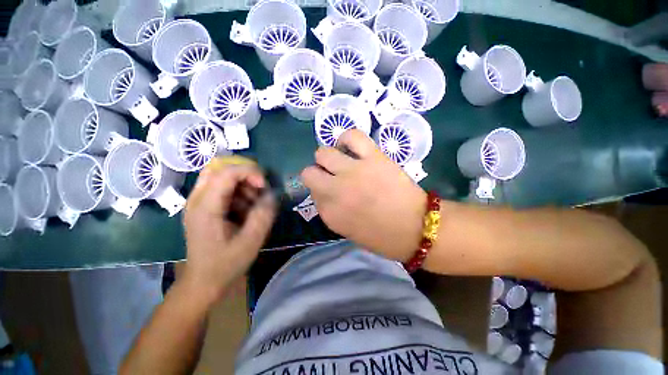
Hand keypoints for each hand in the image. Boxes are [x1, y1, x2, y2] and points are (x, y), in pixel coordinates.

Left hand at [182, 158, 275, 305]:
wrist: (203, 282)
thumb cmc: (225, 264)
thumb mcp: (250, 241)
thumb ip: (263, 215)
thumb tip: (272, 194)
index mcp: (205, 207)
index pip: (226, 172)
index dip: (249, 172)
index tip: (264, 186)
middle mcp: (197, 199)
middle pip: (220, 168)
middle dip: (245, 175)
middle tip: (259, 191)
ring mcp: (198, 202)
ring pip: (222, 176)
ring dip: (242, 184)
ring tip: (253, 204)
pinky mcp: (204, 207)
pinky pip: (222, 188)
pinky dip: (238, 192)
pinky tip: (245, 209)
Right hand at [301, 130, 426, 260]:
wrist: (418, 228)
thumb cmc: (383, 236)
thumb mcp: (347, 231)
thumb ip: (331, 211)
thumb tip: (325, 192)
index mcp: (330, 214)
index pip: (312, 194)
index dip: (321, 191)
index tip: (331, 192)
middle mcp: (336, 191)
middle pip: (309, 173)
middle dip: (318, 174)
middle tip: (332, 175)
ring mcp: (353, 172)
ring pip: (323, 153)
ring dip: (329, 157)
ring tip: (342, 161)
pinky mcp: (372, 158)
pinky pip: (352, 136)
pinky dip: (347, 139)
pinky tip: (352, 147)